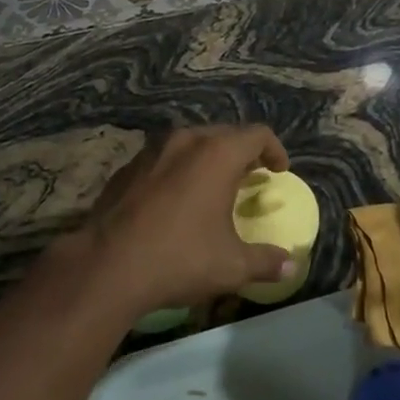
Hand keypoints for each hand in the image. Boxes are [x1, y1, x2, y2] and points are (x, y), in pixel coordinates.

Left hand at [82, 125, 296, 314]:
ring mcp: (152, 150)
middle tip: (250, 178)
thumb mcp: (231, 266)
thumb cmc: (180, 257)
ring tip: (214, 187)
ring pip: (191, 143)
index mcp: (217, 153)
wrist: (107, 264)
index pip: (257, 134)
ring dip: (208, 159)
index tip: (279, 171)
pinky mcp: (128, 166)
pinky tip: (175, 200)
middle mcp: (186, 140)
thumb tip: (291, 265)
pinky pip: (164, 158)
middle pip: (224, 134)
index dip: (274, 149)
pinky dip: (178, 170)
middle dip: (242, 153)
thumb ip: (265, 261)